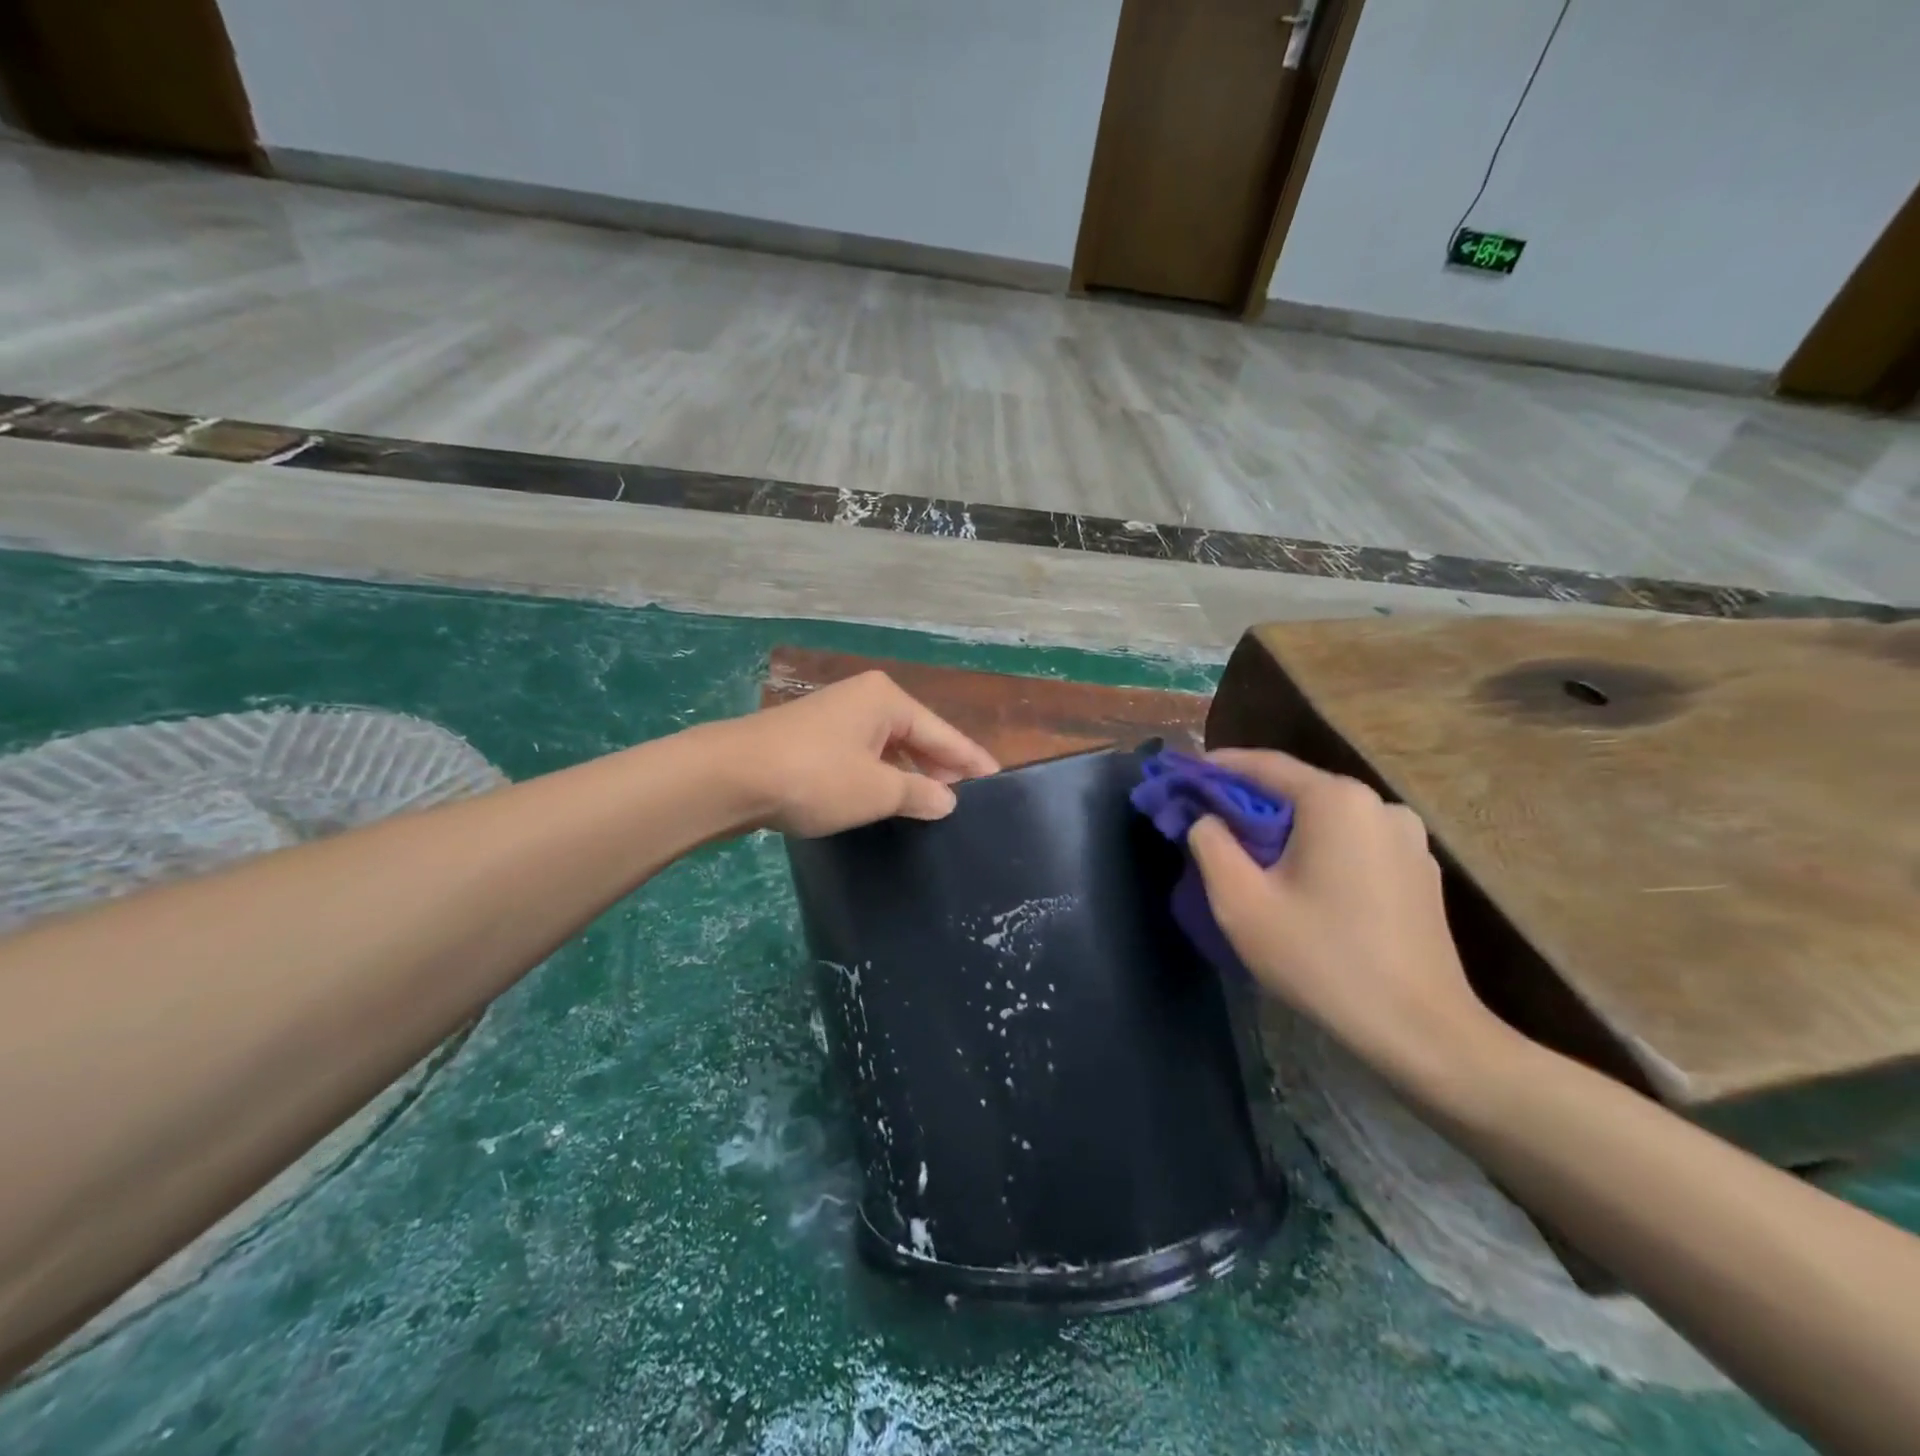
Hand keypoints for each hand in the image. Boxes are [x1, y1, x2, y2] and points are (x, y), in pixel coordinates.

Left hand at [716, 672, 999, 837]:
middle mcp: (864, 700)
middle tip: (965, 802)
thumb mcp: (877, 791)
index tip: (997, 780)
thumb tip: (947, 801)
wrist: (730, 776)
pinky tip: (886, 800)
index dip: (971, 760)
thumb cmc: (816, 777)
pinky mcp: (812, 739)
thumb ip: (919, 795)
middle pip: (916, 736)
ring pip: (887, 749)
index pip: (944, 733)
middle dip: (940, 768)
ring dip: (907, 776)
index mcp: (887, 700)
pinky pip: (861, 757)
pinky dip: (879, 777)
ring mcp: (834, 718)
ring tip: (931, 807)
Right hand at [1187, 749, 1509, 1090]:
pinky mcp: (1420, 872)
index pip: (1263, 765)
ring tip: (1252, 857)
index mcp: (1337, 801)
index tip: (1182, 776)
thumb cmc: (1321, 959)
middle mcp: (1379, 806)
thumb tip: (1207, 819)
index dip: (1216, 768)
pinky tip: (1302, 884)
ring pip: (1326, 819)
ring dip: (1285, 829)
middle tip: (1209, 823)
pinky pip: (1354, 844)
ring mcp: (1408, 839)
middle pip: (1297, 790)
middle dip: (1248, 803)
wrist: (1420, 1031)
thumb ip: (1210, 845)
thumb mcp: (1241, 902)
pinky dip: (1318, 850)